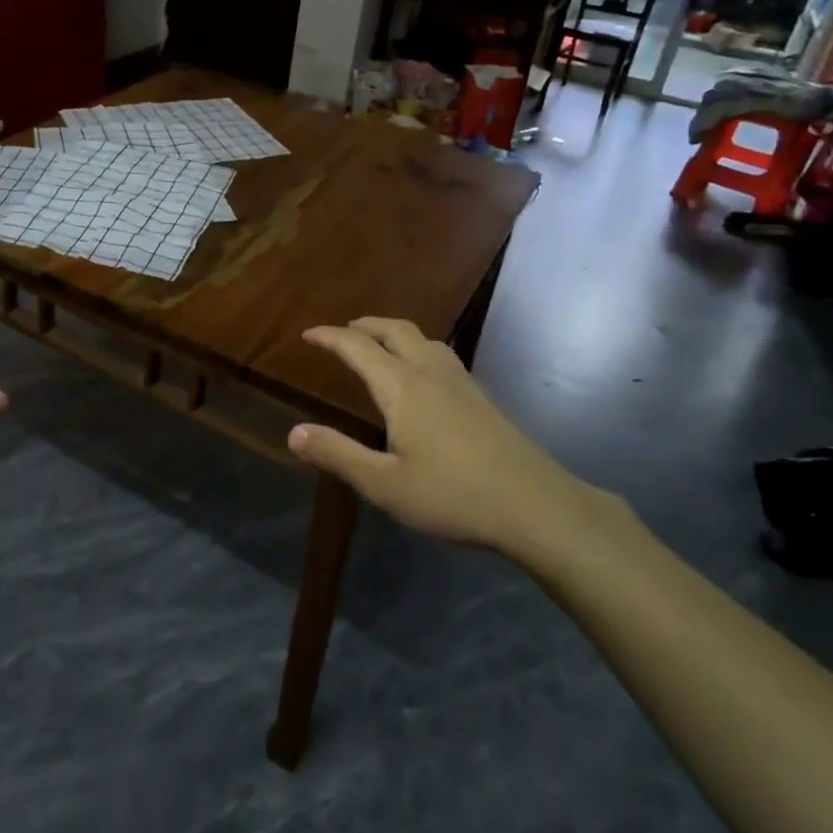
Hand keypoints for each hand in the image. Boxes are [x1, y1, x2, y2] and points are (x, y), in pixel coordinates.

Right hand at [288, 317, 614, 567]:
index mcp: (402, 387)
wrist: (538, 507)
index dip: (330, 337)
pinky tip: (424, 377)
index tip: (308, 334)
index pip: (358, 347)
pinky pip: (441, 356)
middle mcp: (431, 373)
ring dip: (394, 333)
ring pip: (423, 339)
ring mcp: (462, 383)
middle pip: (395, 330)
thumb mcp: (385, 484)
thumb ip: (338, 455)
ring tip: (380, 346)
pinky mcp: (483, 399)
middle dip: (364, 326)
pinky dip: (418, 350)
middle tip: (343, 332)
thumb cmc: (454, 496)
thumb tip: (294, 433)